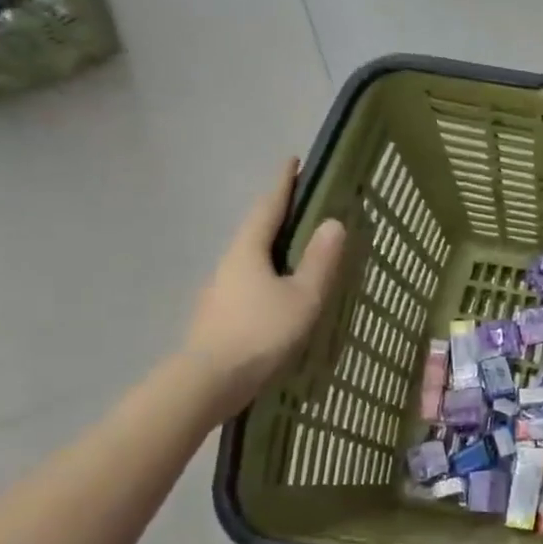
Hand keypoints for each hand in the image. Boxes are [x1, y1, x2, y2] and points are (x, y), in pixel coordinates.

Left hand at [180, 162, 344, 422]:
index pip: (269, 207)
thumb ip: (321, 261)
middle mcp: (229, 263)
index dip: (283, 184)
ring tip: (299, 250)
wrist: (209, 382)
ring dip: (274, 247)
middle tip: (305, 205)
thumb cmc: (261, 333)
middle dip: (279, 215)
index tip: (293, 161)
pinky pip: (250, 282)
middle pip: (257, 230)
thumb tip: (334, 222)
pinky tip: (281, 292)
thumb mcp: (303, 297)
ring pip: (252, 258)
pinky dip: (269, 274)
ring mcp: (220, 290)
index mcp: (248, 251)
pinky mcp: (220, 314)